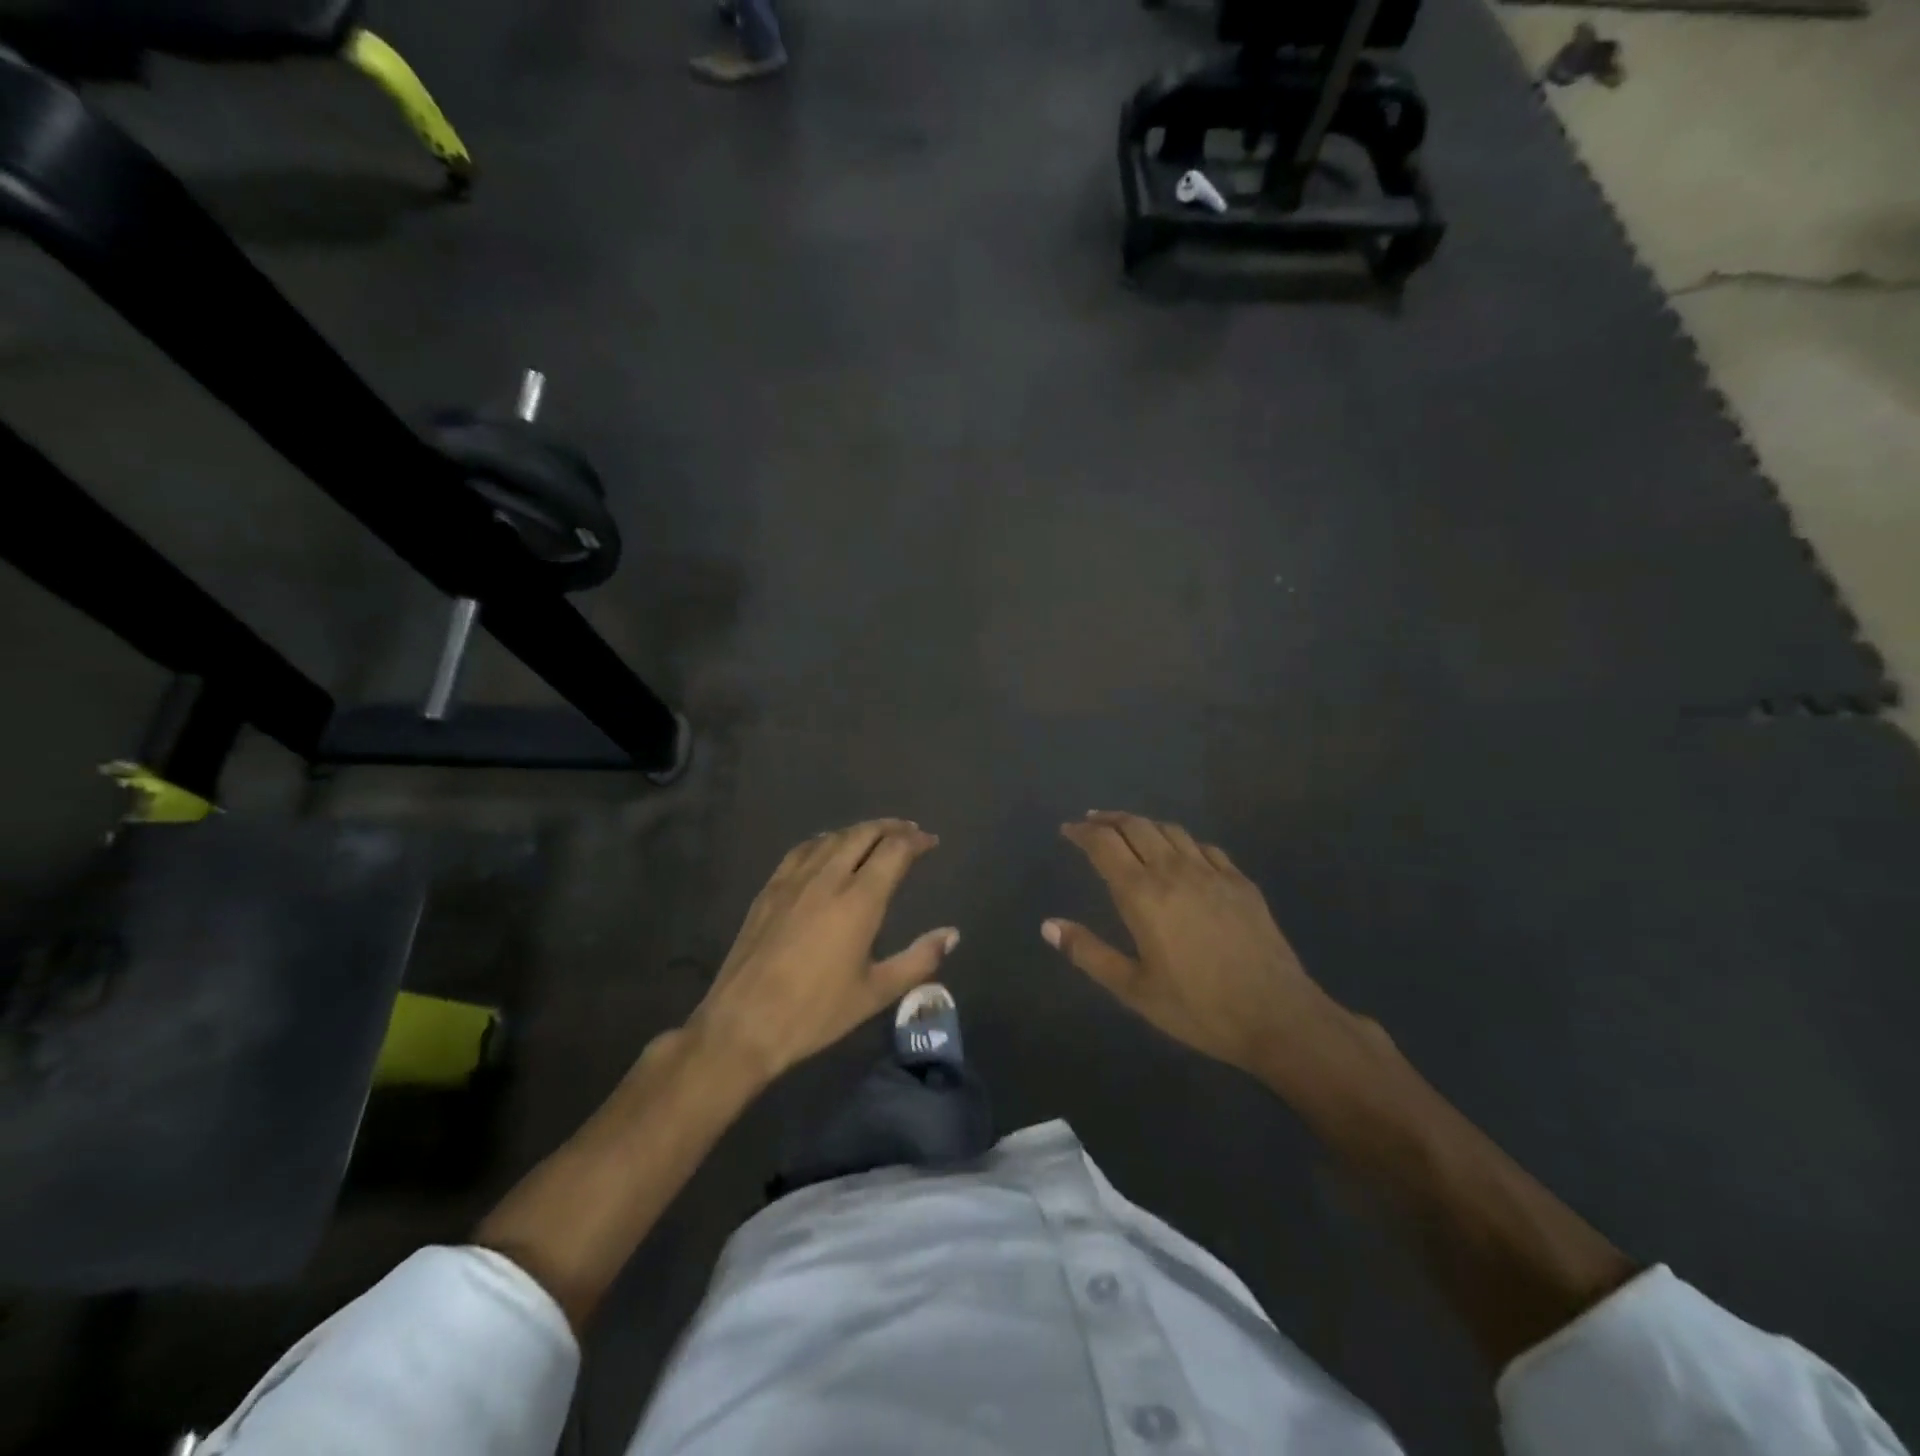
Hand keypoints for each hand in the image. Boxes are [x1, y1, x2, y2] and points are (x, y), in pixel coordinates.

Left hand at [688, 819, 958, 1084]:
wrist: (743, 1023)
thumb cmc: (815, 1012)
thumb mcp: (875, 993)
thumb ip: (918, 960)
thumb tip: (952, 934)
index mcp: (859, 900)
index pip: (894, 851)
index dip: (916, 840)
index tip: (930, 841)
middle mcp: (828, 878)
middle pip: (864, 834)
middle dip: (891, 828)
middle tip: (909, 832)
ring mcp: (794, 880)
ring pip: (833, 837)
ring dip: (860, 831)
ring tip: (876, 836)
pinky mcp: (770, 889)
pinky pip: (803, 850)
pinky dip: (825, 841)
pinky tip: (828, 849)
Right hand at [1044, 811, 1347, 1079]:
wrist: (1277, 1016)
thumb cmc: (1198, 1007)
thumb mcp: (1133, 989)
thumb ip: (1088, 953)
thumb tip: (1048, 925)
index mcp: (1143, 894)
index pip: (1104, 845)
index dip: (1082, 832)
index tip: (1068, 830)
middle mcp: (1174, 871)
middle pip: (1135, 826)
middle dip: (1108, 820)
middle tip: (1091, 823)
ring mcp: (1212, 872)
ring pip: (1170, 830)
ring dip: (1143, 824)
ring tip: (1129, 831)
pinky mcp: (1240, 882)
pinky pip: (1204, 846)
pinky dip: (1181, 841)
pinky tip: (1180, 852)